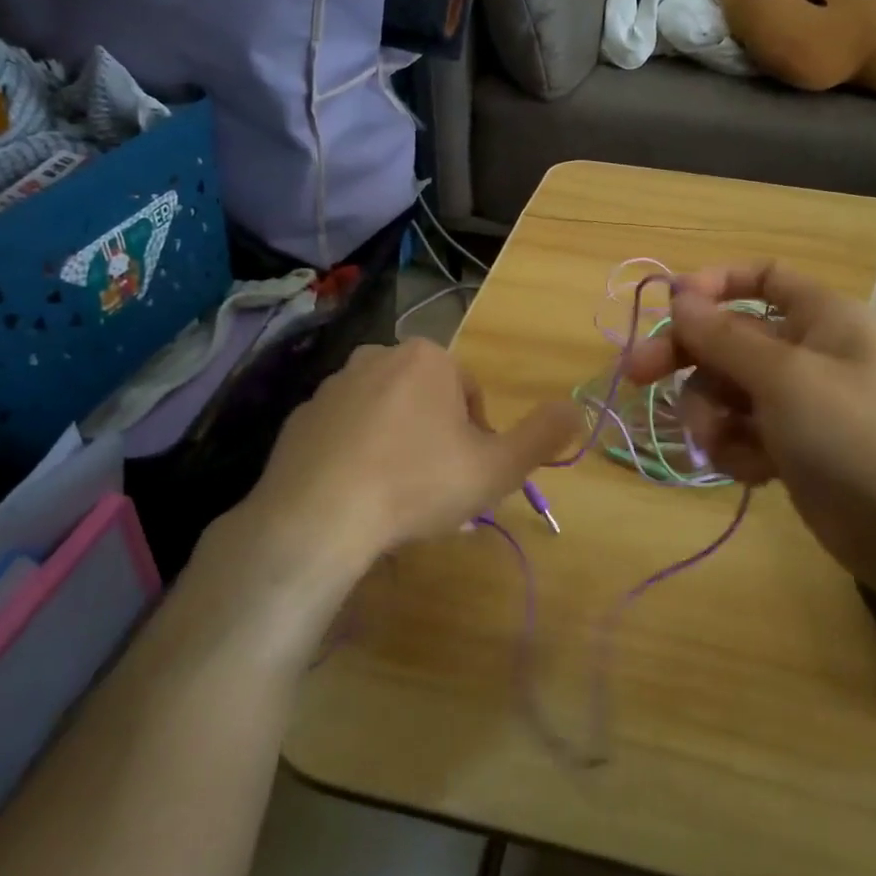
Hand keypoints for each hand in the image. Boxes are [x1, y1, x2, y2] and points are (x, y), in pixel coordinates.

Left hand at [222, 338, 581, 584]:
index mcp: (427, 358)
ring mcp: (332, 386)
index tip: (470, 475)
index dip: (478, 436)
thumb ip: (542, 435)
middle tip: (438, 493)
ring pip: (385, 417)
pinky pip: (345, 434)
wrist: (317, 518)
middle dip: (438, 443)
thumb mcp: (497, 466)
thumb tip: (576, 408)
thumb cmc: (418, 483)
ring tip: (399, 502)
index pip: (470, 393)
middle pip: (427, 402)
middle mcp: (377, 357)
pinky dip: (358, 457)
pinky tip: (358, 498)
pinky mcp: (299, 419)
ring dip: (400, 449)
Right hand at [623, 264, 875, 593]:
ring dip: (712, 415)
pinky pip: (743, 432)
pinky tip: (752, 472)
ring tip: (721, 444)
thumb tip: (679, 296)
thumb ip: (725, 337)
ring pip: (728, 390)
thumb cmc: (854, 437)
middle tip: (636, 376)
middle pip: (730, 338)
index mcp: (821, 317)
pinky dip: (736, 449)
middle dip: (687, 358)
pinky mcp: (792, 447)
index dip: (714, 285)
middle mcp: (809, 352)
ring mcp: (800, 403)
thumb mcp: (784, 378)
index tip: (670, 308)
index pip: (761, 278)